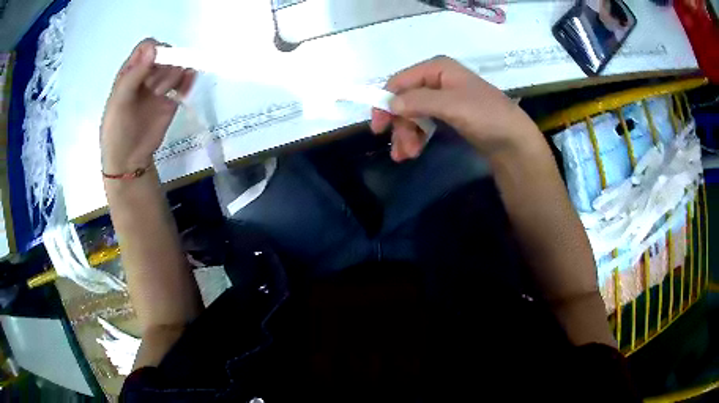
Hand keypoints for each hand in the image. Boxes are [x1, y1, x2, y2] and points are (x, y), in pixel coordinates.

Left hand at [100, 38, 195, 174]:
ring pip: (176, 66)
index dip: (154, 51)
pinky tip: (184, 90)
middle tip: (156, 88)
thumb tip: (155, 47)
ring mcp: (159, 86)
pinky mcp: (171, 99)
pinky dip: (188, 81)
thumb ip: (133, 75)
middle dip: (164, 66)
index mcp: (130, 72)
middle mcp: (146, 74)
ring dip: (174, 75)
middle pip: (164, 54)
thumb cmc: (117, 131)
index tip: (155, 66)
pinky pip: (185, 82)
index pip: (147, 47)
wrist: (129, 160)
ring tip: (163, 94)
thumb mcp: (119, 103)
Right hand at [370, 56, 541, 162]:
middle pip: (404, 100)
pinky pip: (423, 123)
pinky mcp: (448, 115)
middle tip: (399, 151)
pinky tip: (413, 151)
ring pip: (412, 114)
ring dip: (406, 135)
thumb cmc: (486, 116)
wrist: (513, 141)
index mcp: (437, 69)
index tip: (378, 128)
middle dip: (400, 126)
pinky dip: (416, 137)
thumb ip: (419, 101)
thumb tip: (389, 103)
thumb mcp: (452, 105)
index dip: (385, 103)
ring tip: (406, 156)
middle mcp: (437, 80)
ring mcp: (442, 98)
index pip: (400, 82)